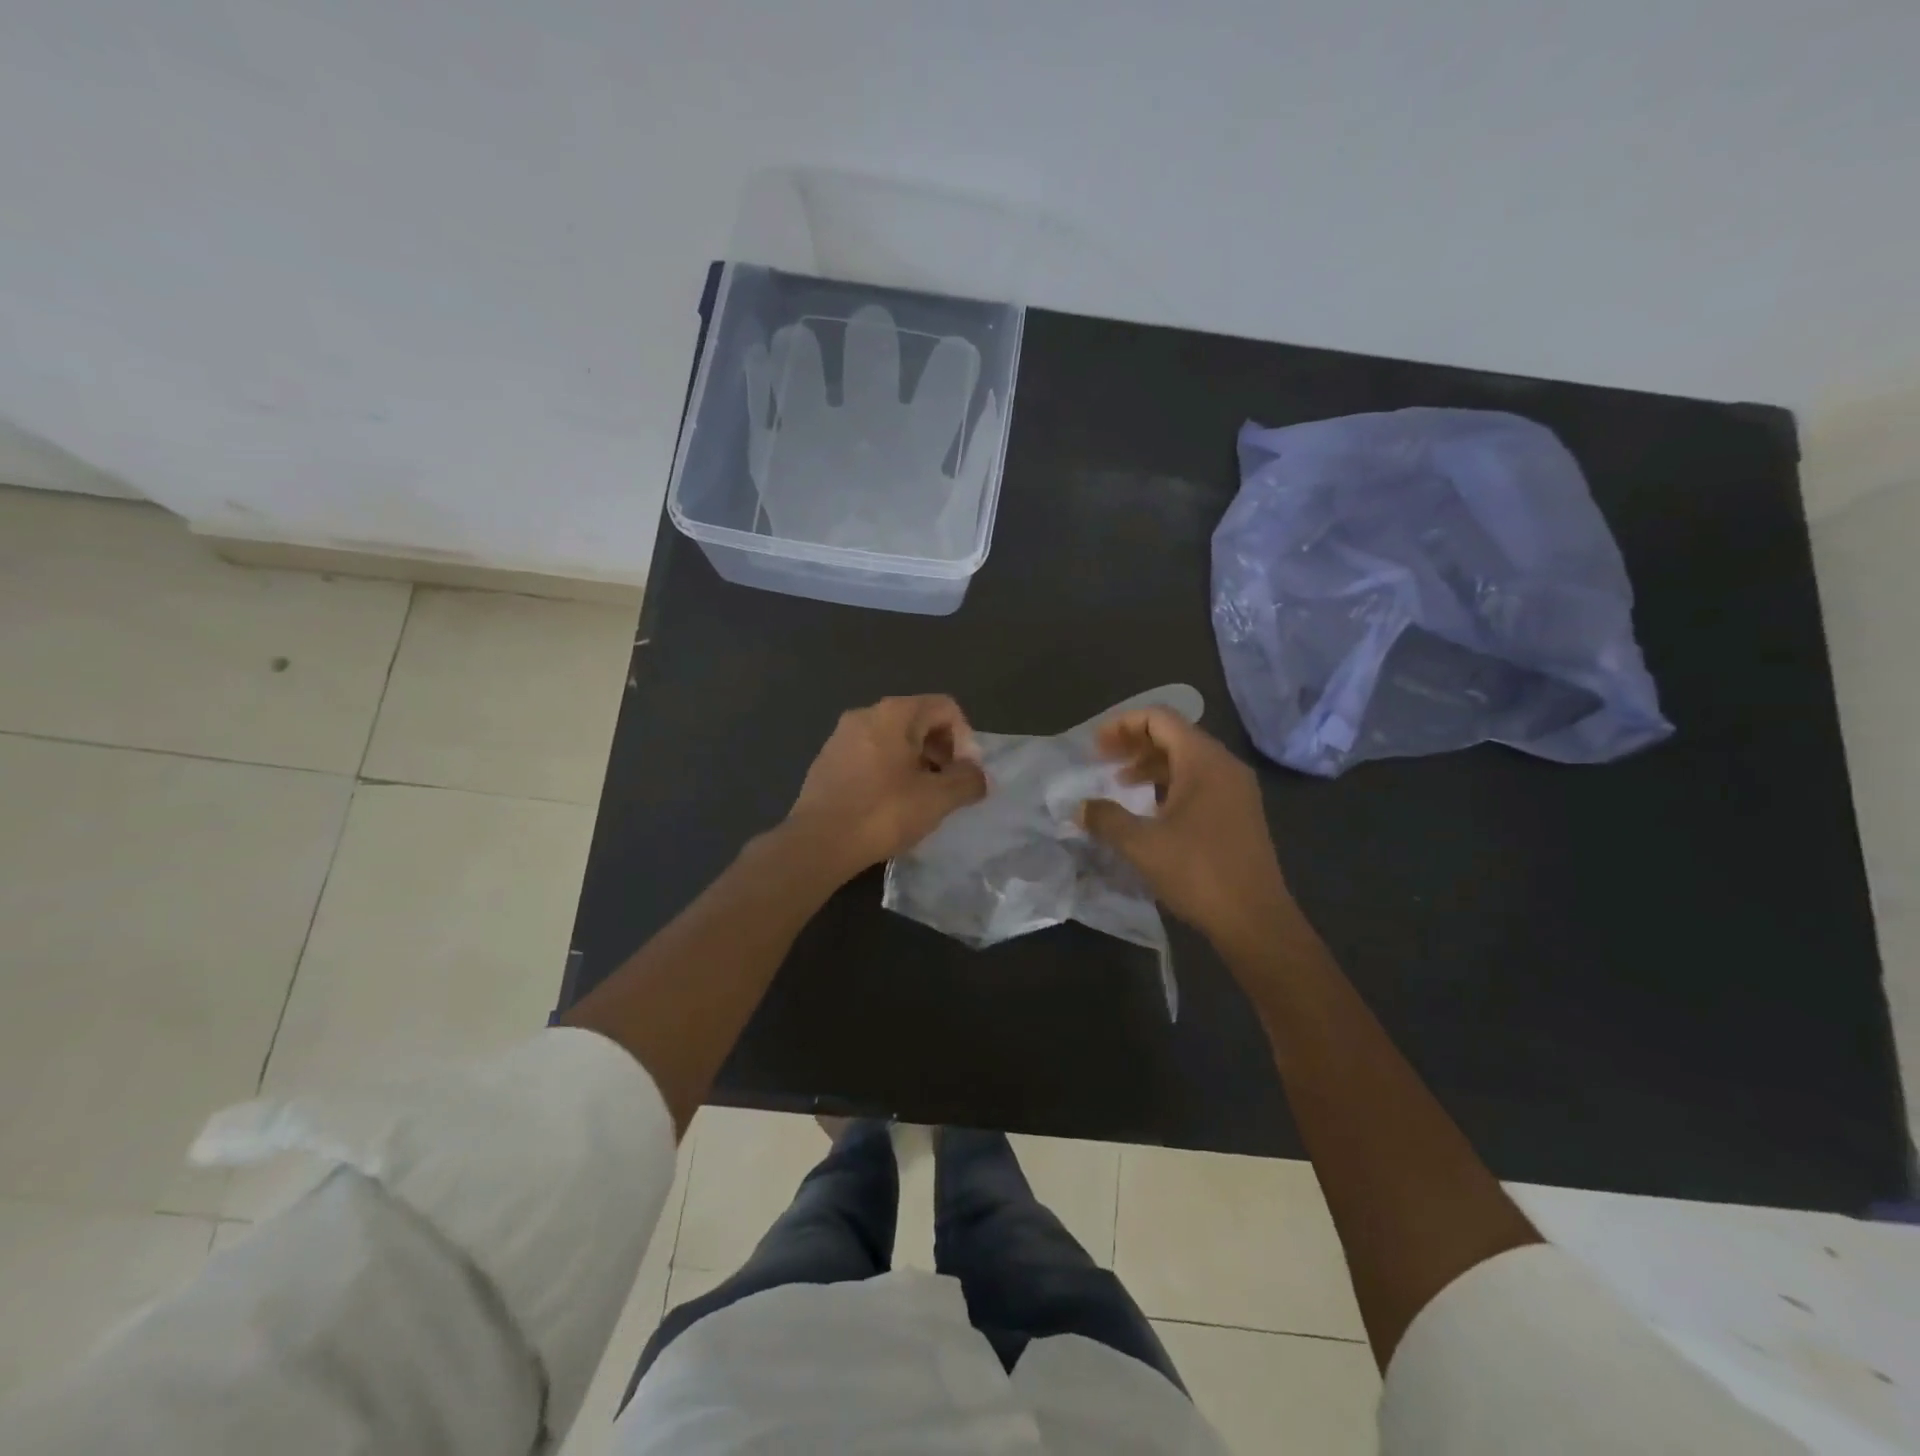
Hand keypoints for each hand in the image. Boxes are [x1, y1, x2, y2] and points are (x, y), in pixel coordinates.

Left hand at [784, 695, 987, 875]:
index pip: (945, 707)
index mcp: (894, 713)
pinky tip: (889, 804)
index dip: (965, 739)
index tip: (963, 774)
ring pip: (894, 739)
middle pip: (919, 720)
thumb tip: (977, 775)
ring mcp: (841, 736)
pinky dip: (889, 771)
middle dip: (941, 750)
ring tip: (919, 798)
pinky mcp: (827, 760)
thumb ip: (968, 781)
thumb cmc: (883, 813)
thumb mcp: (937, 799)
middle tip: (946, 787)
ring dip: (916, 763)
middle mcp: (866, 714)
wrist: (818, 843)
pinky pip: (871, 754)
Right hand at [1080, 709, 1294, 946]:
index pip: (1160, 718)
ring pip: (1187, 760)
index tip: (1094, 746)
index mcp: (1203, 761)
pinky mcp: (1238, 813)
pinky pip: (1199, 782)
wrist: (1255, 920)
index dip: (1122, 724)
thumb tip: (1079, 808)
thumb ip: (1106, 819)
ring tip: (1119, 783)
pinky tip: (1149, 809)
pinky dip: (1169, 784)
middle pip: (1174, 735)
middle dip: (1133, 743)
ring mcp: (1236, 790)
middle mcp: (1224, 766)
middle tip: (1100, 760)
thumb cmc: (1198, 872)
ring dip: (1150, 765)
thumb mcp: (1142, 845)